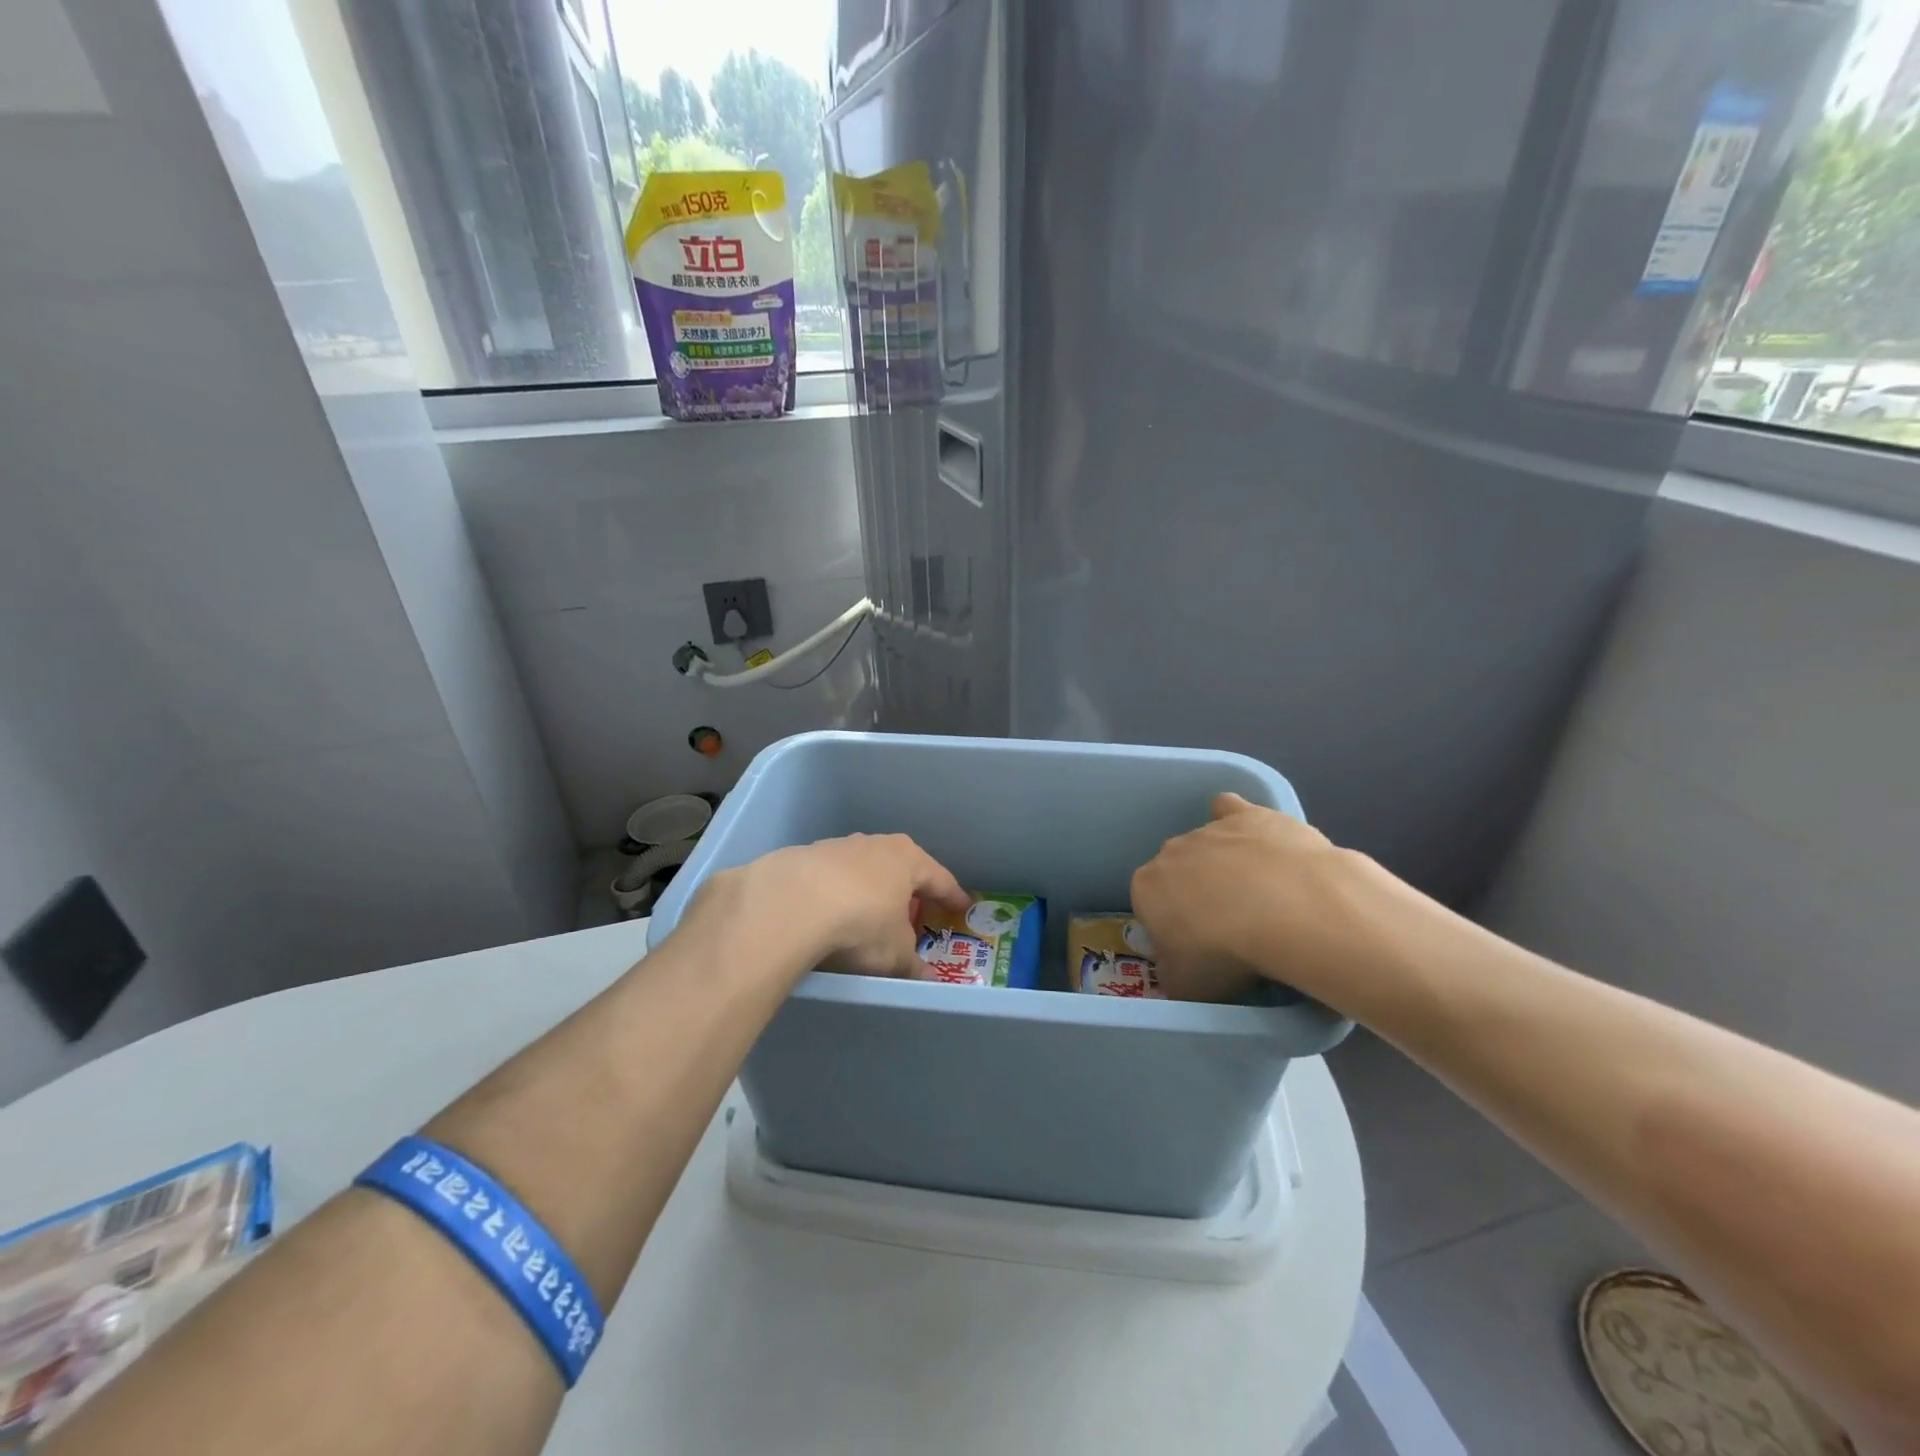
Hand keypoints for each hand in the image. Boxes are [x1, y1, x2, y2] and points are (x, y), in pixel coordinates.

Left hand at [692, 834, 969, 979]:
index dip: (952, 896)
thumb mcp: (895, 954)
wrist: (790, 904)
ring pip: (862, 870)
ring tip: (867, 915)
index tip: (962, 906)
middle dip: (907, 889)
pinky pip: (829, 880)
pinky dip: (835, 895)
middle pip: (899, 867)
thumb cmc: (862, 922)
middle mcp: (875, 845)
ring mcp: (836, 847)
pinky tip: (828, 916)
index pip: (939, 878)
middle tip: (915, 909)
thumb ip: (911, 964)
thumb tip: (925, 977)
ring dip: (867, 890)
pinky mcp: (803, 858)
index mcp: (908, 859)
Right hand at [1131, 793, 1392, 1005]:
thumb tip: (1177, 972)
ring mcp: (1210, 829)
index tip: (1197, 949)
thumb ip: (1173, 975)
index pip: (1149, 907)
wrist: (1290, 911)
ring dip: (1224, 867)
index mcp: (1146, 887)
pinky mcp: (1249, 815)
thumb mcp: (1188, 986)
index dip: (1172, 930)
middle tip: (1229, 929)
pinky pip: (1230, 810)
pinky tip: (1256, 841)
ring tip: (1259, 900)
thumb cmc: (1228, 953)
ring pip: (1207, 845)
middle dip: (1196, 895)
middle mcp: (1170, 851)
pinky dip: (1236, 820)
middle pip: (1178, 873)